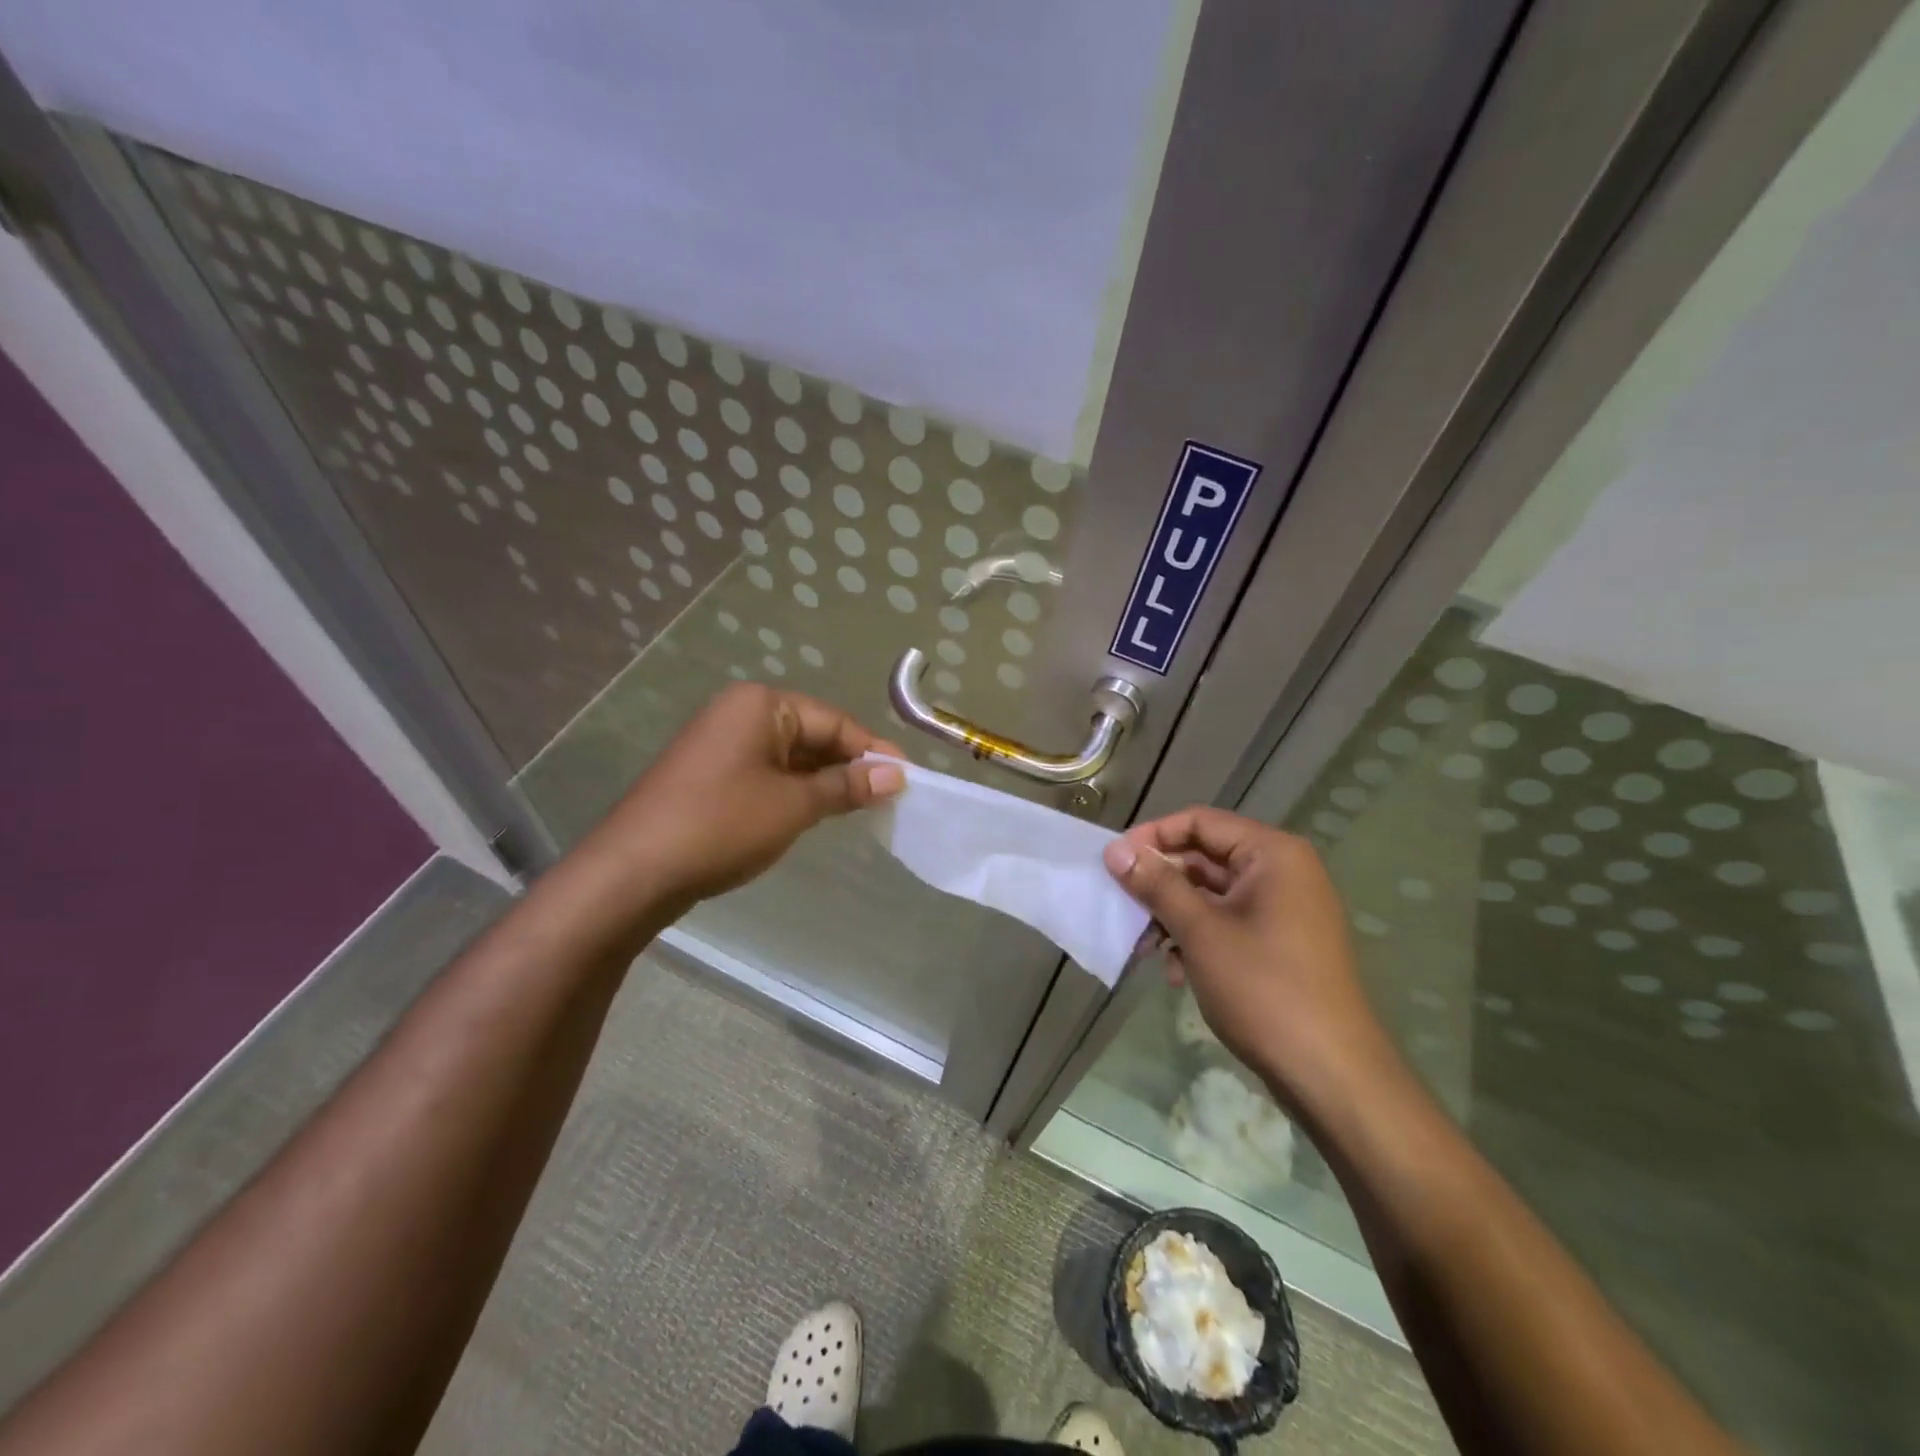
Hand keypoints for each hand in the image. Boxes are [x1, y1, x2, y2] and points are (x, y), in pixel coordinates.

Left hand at [583, 684, 904, 917]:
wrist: (634, 871)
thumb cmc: (722, 825)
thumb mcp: (794, 805)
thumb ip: (847, 786)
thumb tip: (896, 775)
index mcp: (761, 705)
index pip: (834, 721)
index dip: (873, 751)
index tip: (908, 779)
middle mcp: (739, 713)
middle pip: (812, 734)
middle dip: (849, 766)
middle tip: (888, 798)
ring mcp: (721, 744)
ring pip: (790, 756)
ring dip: (824, 781)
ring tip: (861, 809)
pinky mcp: (710, 774)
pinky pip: (767, 773)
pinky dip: (795, 791)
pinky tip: (816, 813)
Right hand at [1103, 808, 1394, 1110]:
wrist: (1330, 1075)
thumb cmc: (1264, 989)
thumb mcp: (1200, 932)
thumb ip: (1156, 885)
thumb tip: (1115, 850)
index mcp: (1272, 855)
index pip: (1200, 822)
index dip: (1153, 837)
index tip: (1114, 863)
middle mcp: (1281, 872)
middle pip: (1204, 857)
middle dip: (1160, 884)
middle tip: (1122, 907)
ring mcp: (1283, 909)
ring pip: (1210, 895)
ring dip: (1173, 915)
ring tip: (1145, 949)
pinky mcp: (1280, 943)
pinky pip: (1226, 922)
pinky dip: (1196, 938)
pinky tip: (1175, 972)